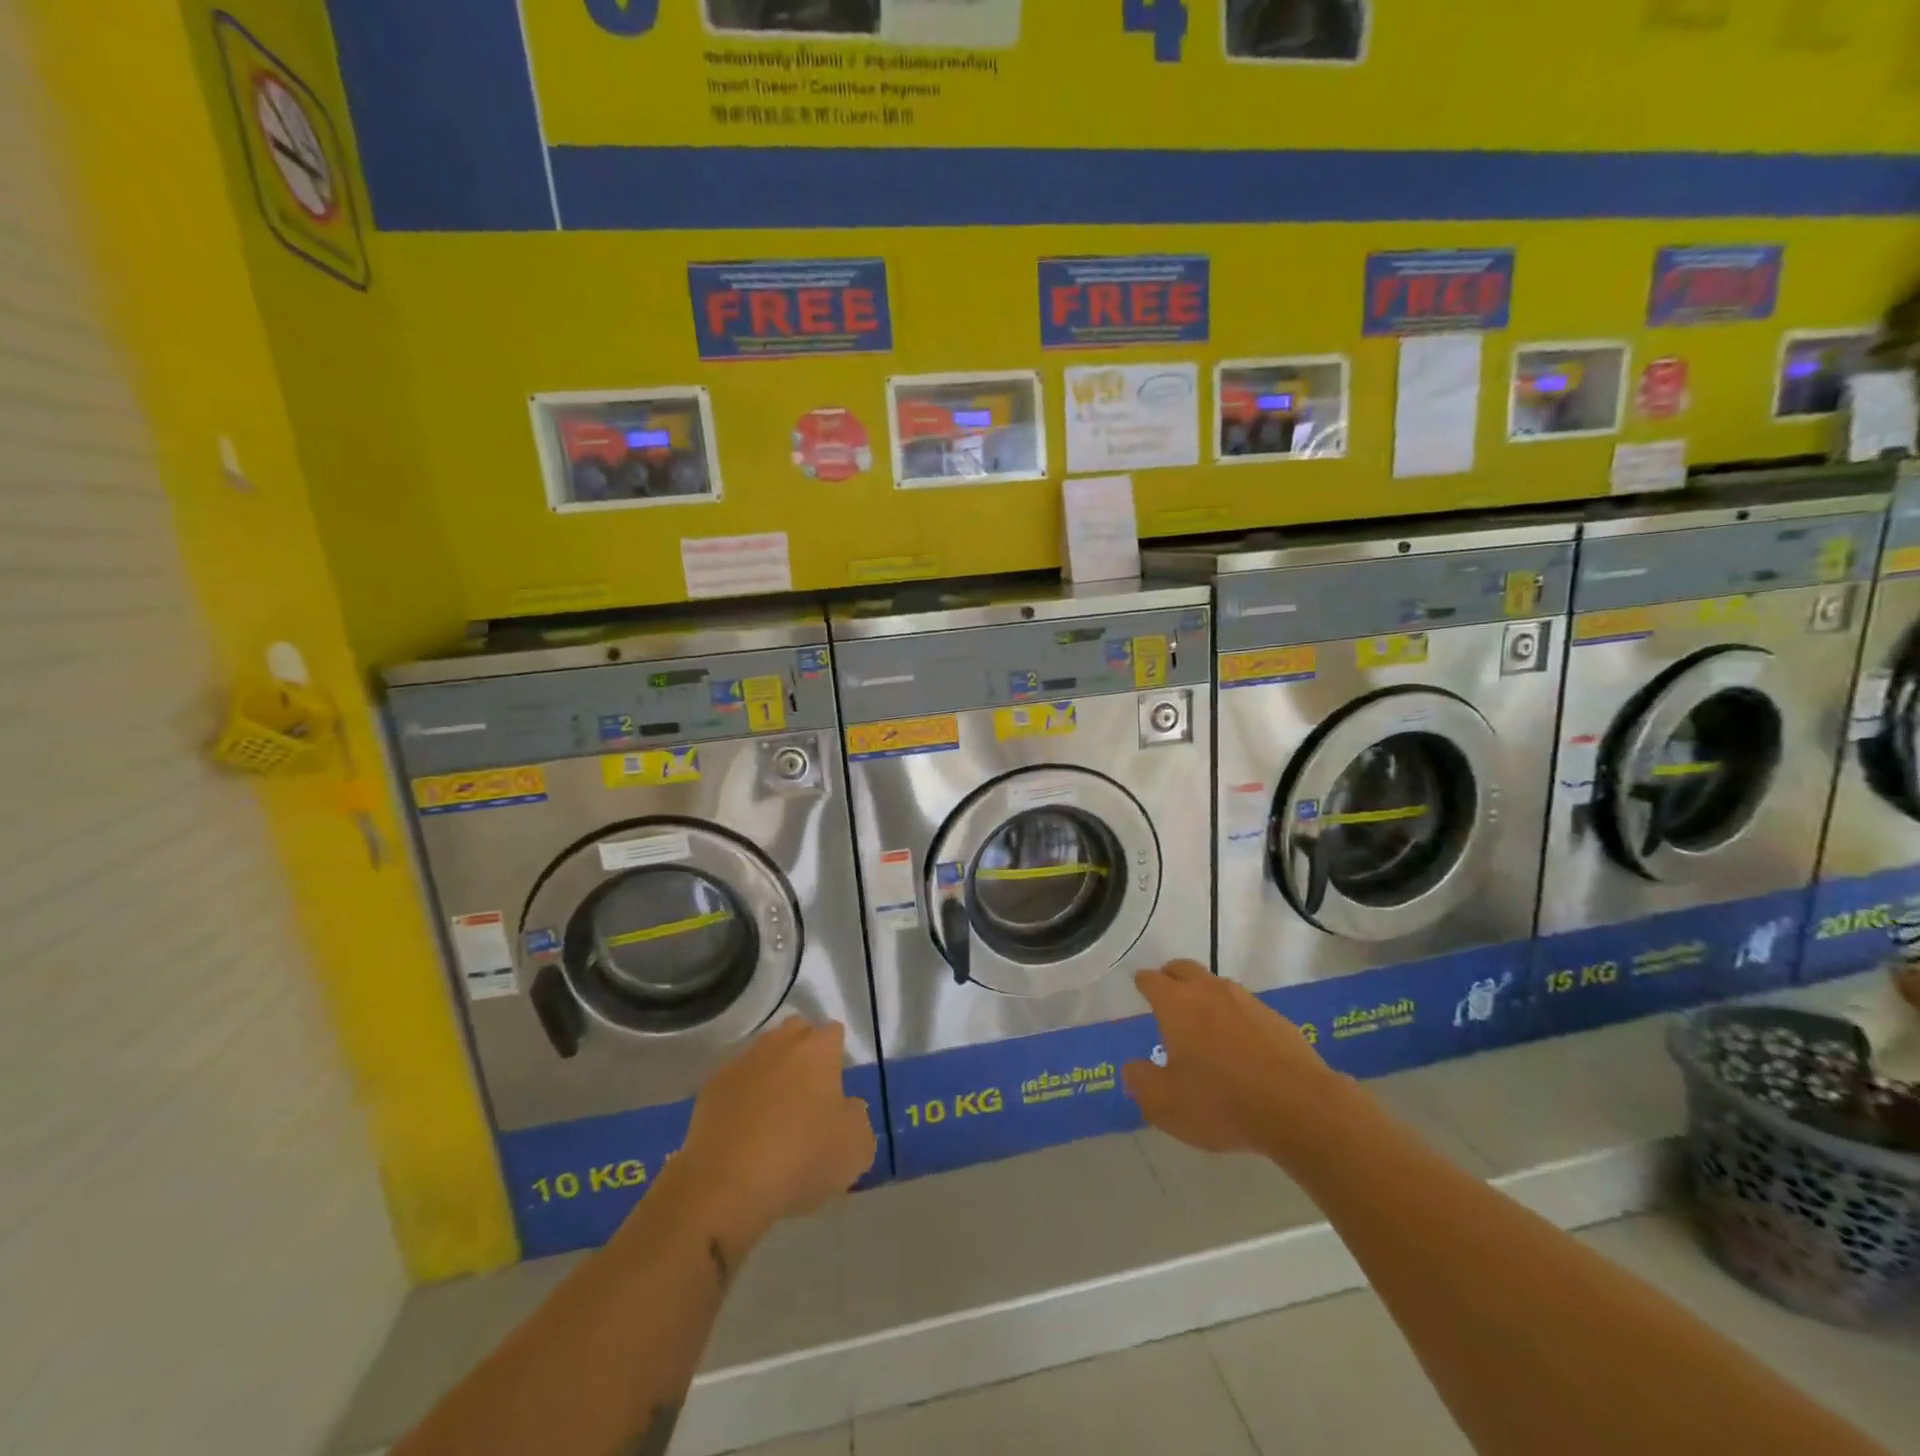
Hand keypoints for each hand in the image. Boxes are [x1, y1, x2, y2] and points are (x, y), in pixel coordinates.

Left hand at [657, 1018, 875, 1251]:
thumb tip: (848, 1107)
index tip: (837, 1085)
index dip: (837, 1055)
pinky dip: (743, 1096)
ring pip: (763, 1054)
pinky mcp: (711, 1088)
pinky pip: (736, 1082)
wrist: (725, 1186)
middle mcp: (779, 1044)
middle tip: (809, 1091)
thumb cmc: (800, 1159)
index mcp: (817, 1049)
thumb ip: (858, 1118)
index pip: (833, 1032)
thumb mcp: (855, 1149)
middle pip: (796, 1031)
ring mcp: (741, 1063)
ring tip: (775, 1113)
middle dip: (804, 1051)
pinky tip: (745, 1129)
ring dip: (772, 1073)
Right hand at [1122, 960, 1341, 1156]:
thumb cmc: (1221, 1102)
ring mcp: (1246, 1001)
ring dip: (1203, 994)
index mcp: (1176, 1003)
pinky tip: (1238, 1043)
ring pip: (1215, 984)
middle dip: (1171, 976)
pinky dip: (1233, 1016)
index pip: (1152, 980)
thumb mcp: (1166, 1104)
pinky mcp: (1275, 1018)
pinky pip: (1244, 1006)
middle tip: (1166, 993)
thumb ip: (1142, 1082)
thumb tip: (1132, 1068)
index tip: (1140, 987)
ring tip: (1201, 1021)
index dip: (1143, 983)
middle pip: (1183, 969)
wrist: (1299, 1108)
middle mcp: (1209, 991)